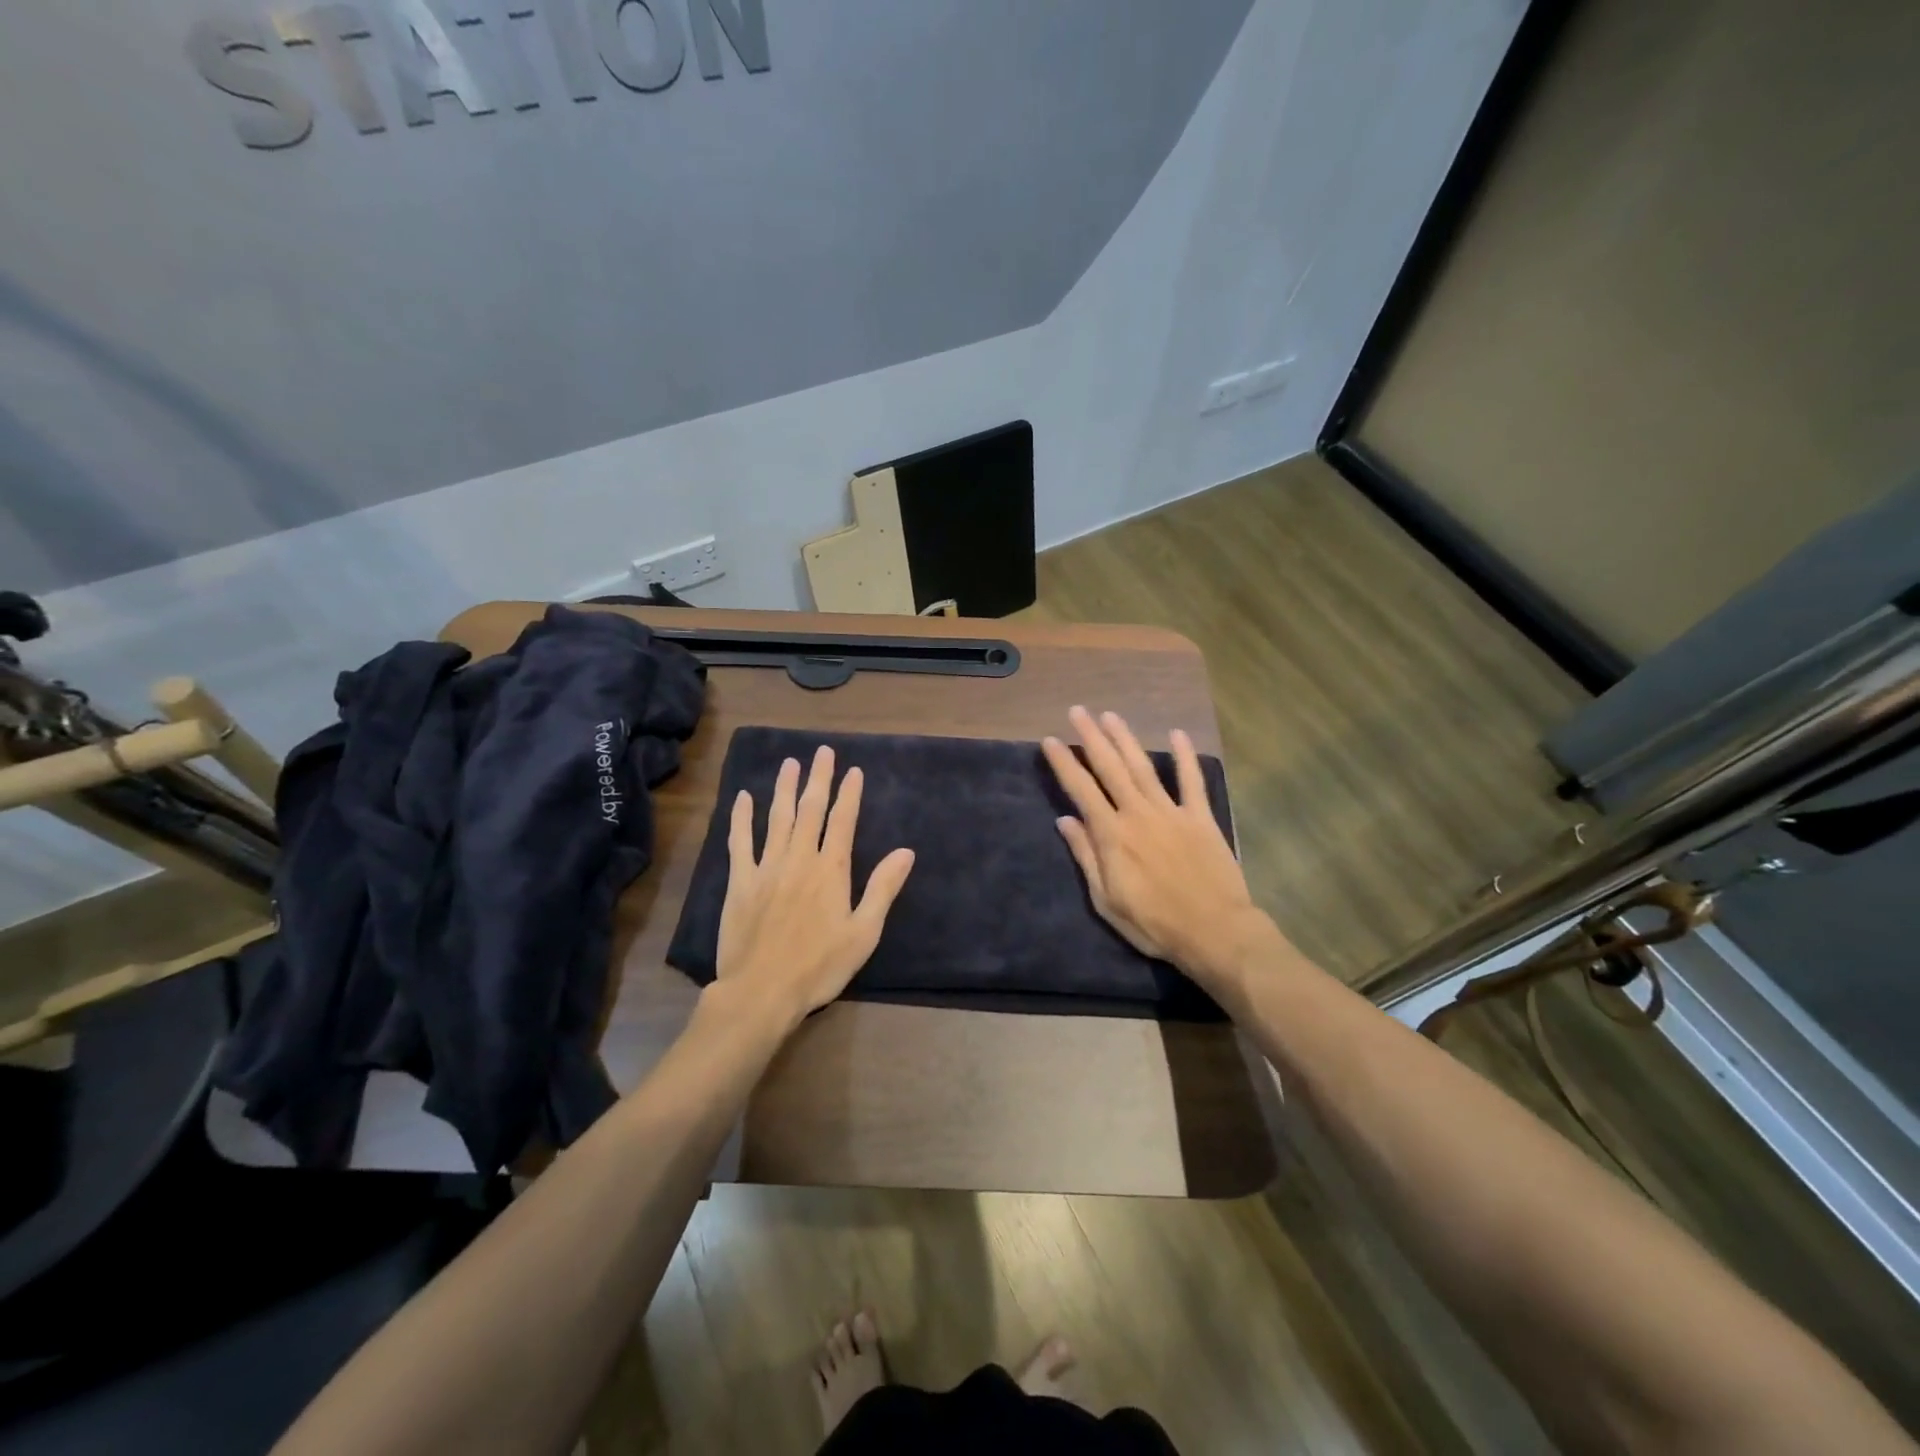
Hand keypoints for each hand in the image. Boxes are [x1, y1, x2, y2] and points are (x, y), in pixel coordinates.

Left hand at [714, 745, 914, 1029]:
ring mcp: (766, 867)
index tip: (853, 771)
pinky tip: (744, 797)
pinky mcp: (740, 881)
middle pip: (811, 810)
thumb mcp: (864, 932)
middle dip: (819, 779)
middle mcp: (800, 858)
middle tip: (822, 752)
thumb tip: (906, 851)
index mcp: (831, 870)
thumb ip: (883, 888)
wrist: (762, 991)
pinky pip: (740, 842)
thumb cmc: (819, 966)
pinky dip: (742, 818)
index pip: (843, 821)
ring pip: (777, 818)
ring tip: (790, 763)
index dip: (849, 794)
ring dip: (785, 789)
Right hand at [1042, 707, 1268, 987]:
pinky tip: (1177, 734)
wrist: (1215, 932)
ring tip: (1110, 716)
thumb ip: (1086, 857)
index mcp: (1112, 835)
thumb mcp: (1106, 899)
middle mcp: (1137, 814)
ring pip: (1144, 767)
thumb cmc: (1154, 923)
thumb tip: (1065, 821)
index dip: (1064, 763)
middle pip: (1110, 768)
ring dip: (1126, 739)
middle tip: (1078, 711)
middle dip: (1092, 738)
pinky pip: (1192, 782)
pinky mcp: (1201, 818)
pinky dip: (1185, 757)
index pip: (1081, 790)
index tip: (1050, 740)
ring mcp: (1171, 812)